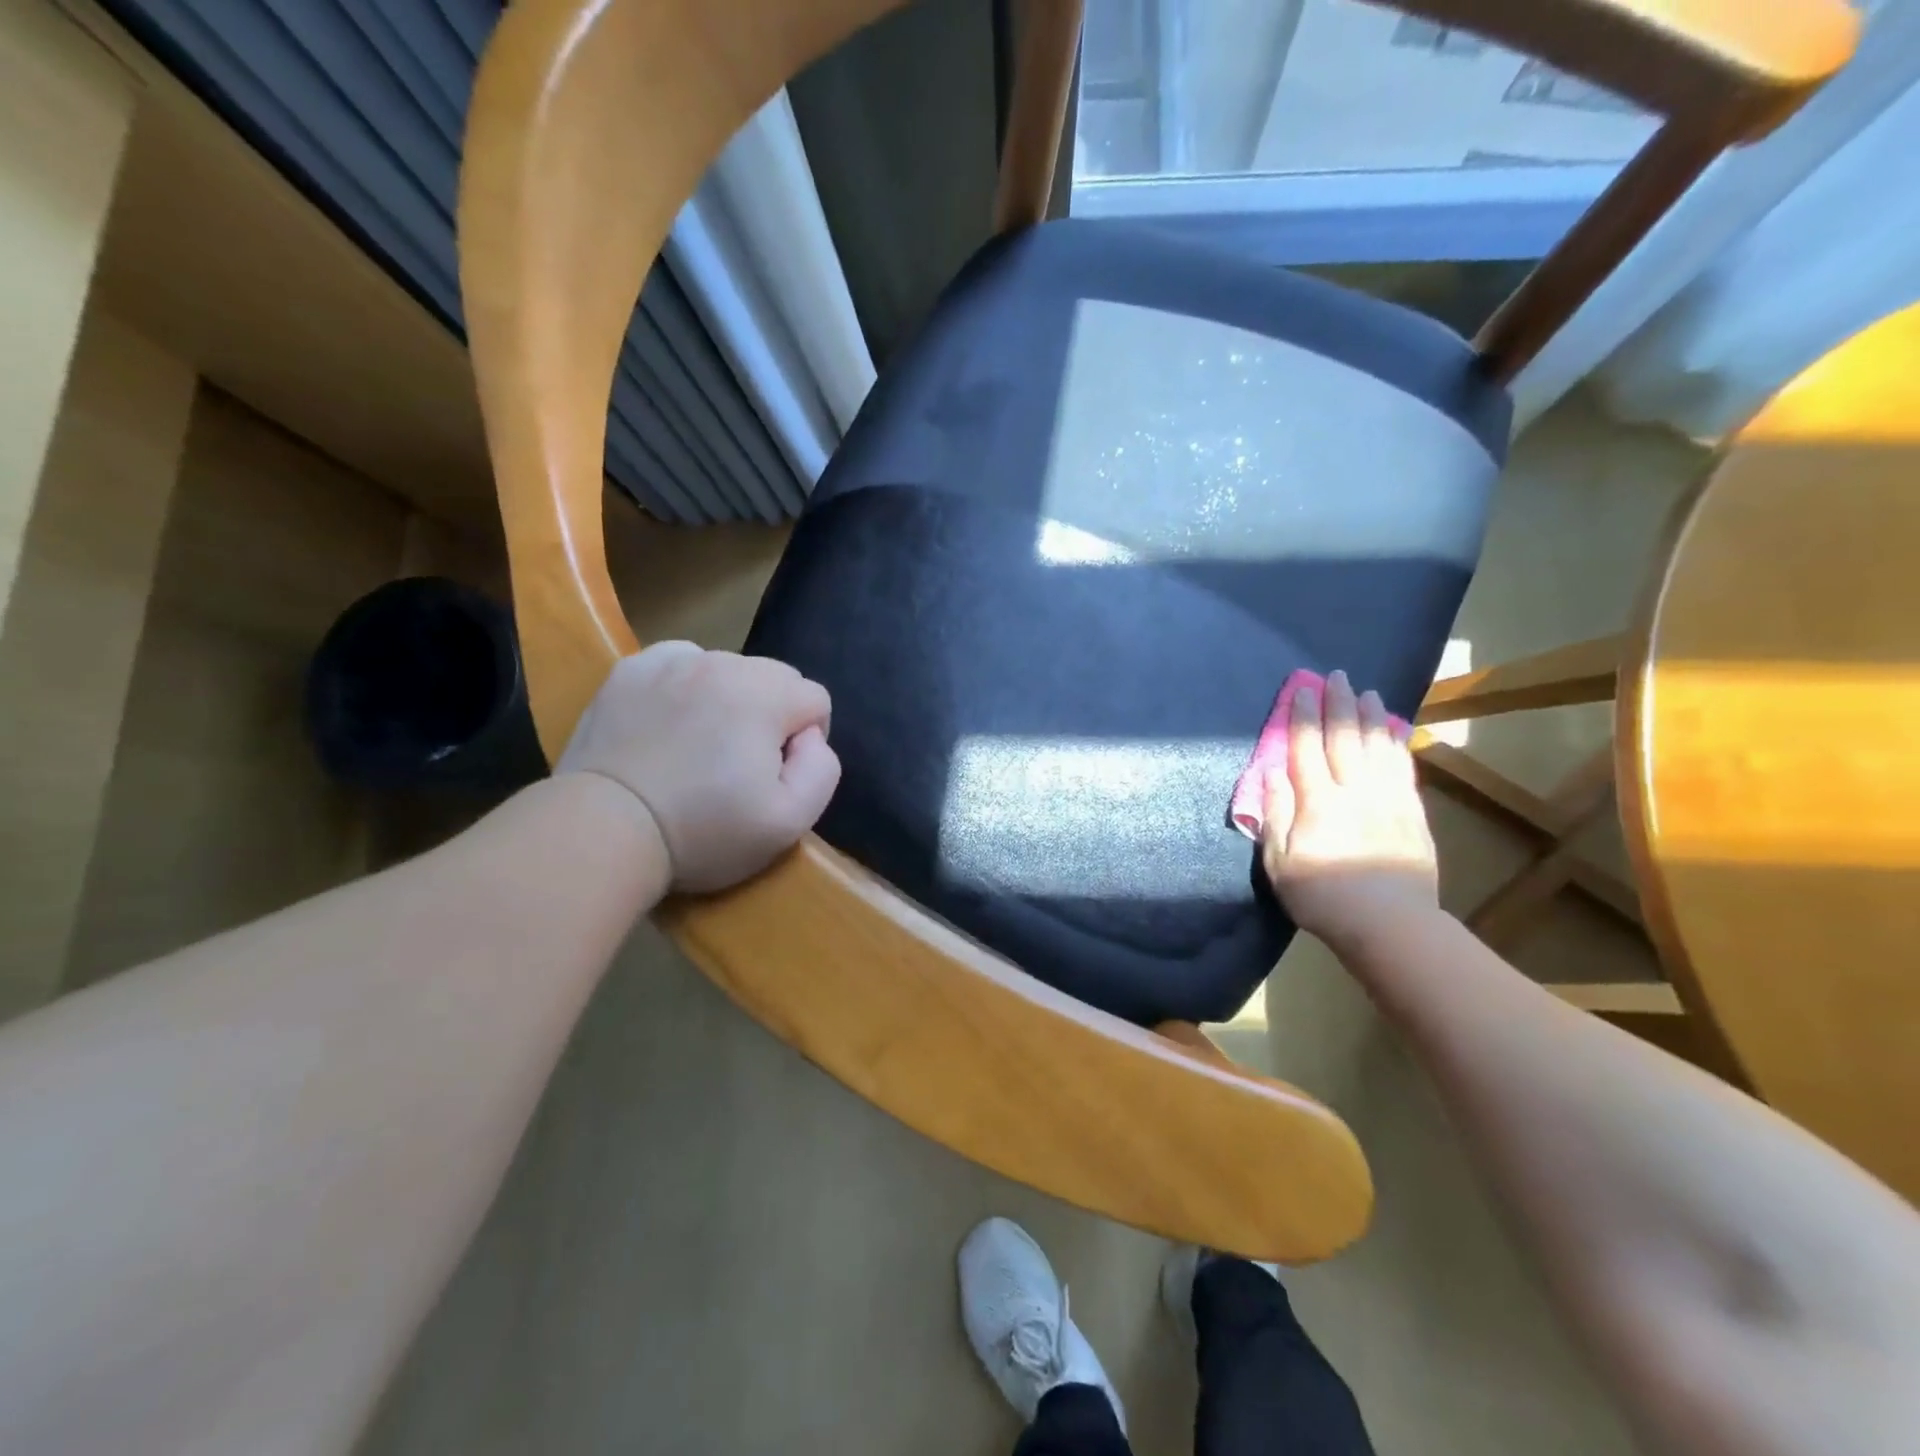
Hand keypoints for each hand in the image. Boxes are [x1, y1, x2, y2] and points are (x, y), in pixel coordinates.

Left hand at [558, 642, 840, 892]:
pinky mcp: (629, 670)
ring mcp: (671, 661)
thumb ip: (822, 768)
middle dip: (771, 715)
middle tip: (740, 764)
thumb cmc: (704, 831)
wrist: (604, 829)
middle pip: (774, 678)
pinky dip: (686, 686)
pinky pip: (680, 664)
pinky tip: (671, 723)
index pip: (815, 699)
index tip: (776, 777)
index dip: (807, 741)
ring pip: (728, 669)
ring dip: (730, 699)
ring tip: (702, 746)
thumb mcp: (790, 821)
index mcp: (765, 693)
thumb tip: (809, 737)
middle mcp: (722, 663)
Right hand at [1260, 669, 1438, 947]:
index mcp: (1317, 800)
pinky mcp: (1412, 815)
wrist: (1390, 925)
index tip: (1301, 688)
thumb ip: (1275, 813)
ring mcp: (1388, 800)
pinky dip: (1398, 746)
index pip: (1305, 747)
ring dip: (1371, 716)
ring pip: (1378, 747)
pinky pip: (1403, 770)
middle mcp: (1354, 790)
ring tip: (1367, 692)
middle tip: (1337, 675)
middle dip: (1338, 704)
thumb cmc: (1322, 896)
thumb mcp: (1279, 861)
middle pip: (1344, 737)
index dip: (1302, 715)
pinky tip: (1395, 732)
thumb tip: (1270, 773)